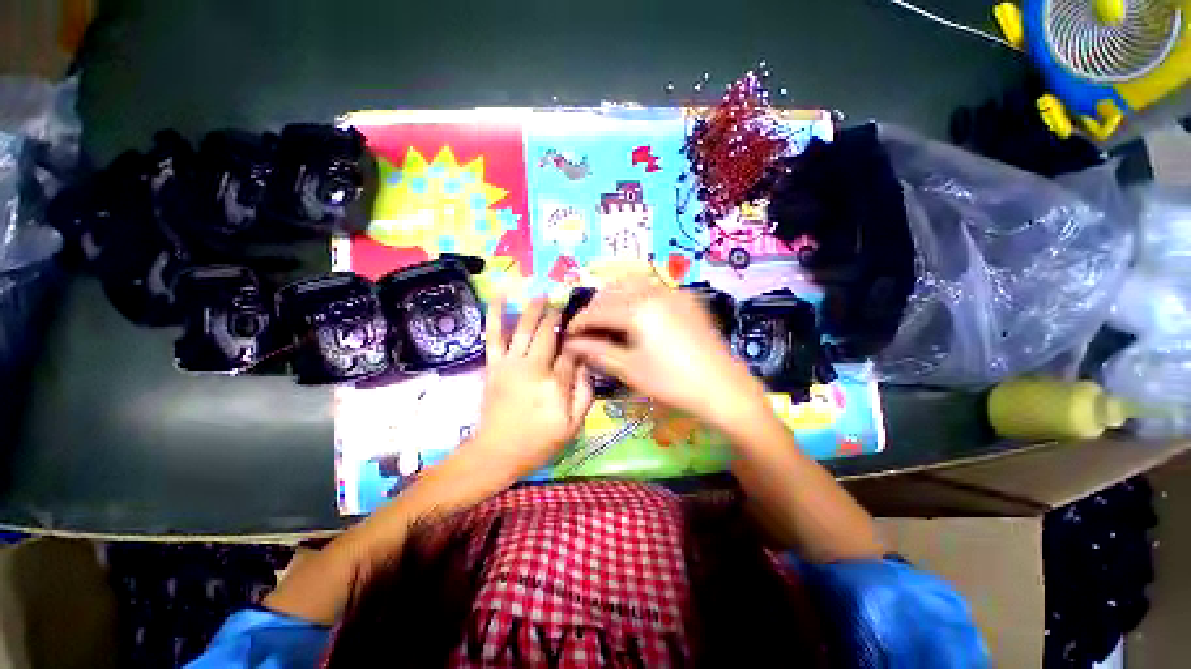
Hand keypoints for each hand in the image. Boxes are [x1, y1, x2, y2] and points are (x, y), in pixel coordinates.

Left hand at [469, 296, 594, 479]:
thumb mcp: (572, 426)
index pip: (570, 352)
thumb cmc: (538, 442)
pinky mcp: (494, 365)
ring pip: (524, 328)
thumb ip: (584, 393)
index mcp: (555, 383)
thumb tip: (585, 364)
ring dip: (534, 309)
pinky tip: (499, 296)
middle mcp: (533, 367)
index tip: (583, 328)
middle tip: (564, 302)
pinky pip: (493, 336)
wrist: (496, 453)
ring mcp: (510, 364)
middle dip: (556, 316)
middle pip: (547, 333)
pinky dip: (495, 314)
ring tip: (542, 294)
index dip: (577, 339)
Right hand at [561, 277, 768, 429]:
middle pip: (612, 291)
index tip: (568, 335)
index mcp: (638, 309)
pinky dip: (636, 295)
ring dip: (614, 298)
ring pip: (632, 283)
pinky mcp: (686, 298)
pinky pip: (652, 288)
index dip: (579, 323)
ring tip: (608, 320)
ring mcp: (673, 292)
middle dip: (595, 308)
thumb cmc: (672, 382)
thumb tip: (571, 343)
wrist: (722, 388)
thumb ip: (597, 351)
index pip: (597, 310)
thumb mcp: (629, 369)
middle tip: (588, 329)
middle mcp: (654, 291)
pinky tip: (635, 314)